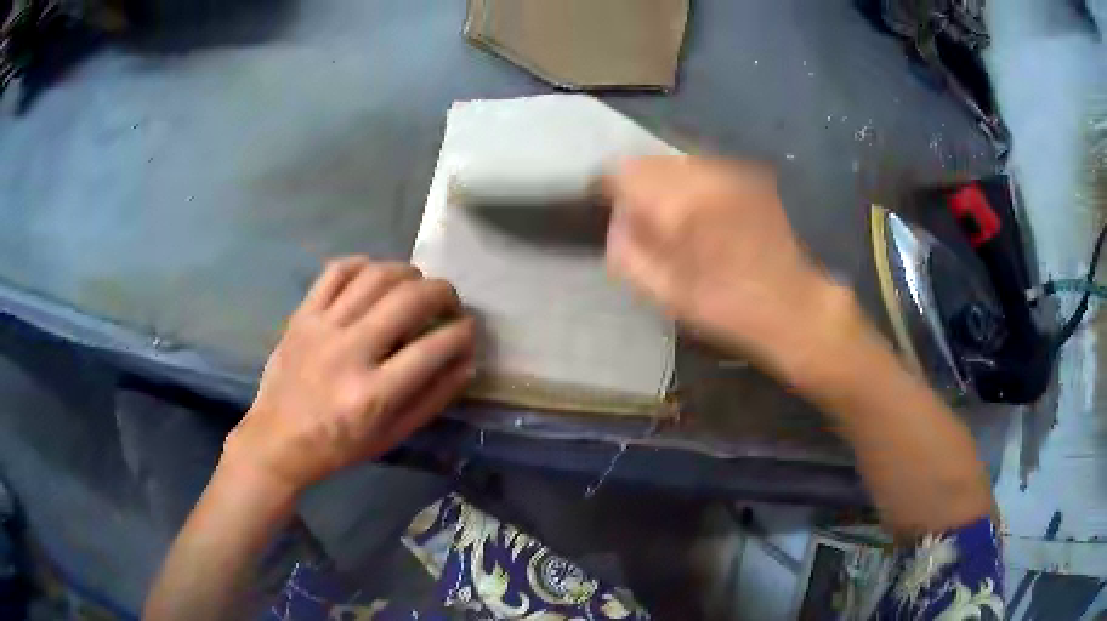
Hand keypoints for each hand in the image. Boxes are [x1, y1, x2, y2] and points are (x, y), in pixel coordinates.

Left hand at [223, 257, 475, 494]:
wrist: (278, 439)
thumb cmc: (340, 446)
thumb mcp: (392, 436)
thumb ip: (433, 399)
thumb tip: (466, 362)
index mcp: (374, 394)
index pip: (434, 347)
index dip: (463, 332)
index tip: (468, 330)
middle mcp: (350, 353)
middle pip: (409, 299)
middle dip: (443, 293)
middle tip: (449, 303)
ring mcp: (322, 328)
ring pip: (375, 276)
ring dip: (408, 273)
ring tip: (416, 287)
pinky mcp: (302, 315)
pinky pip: (336, 271)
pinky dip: (364, 265)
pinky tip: (375, 277)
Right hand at [602, 156, 844, 374]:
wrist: (792, 305)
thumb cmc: (728, 308)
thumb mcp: (665, 293)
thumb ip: (627, 251)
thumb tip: (616, 219)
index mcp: (681, 206)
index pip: (624, 172)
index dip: (609, 187)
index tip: (609, 205)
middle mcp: (706, 176)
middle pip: (650, 161)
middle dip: (639, 185)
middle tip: (643, 218)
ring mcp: (732, 172)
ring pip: (676, 161)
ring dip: (666, 183)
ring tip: (676, 218)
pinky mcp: (749, 176)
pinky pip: (703, 168)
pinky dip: (692, 185)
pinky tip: (704, 215)